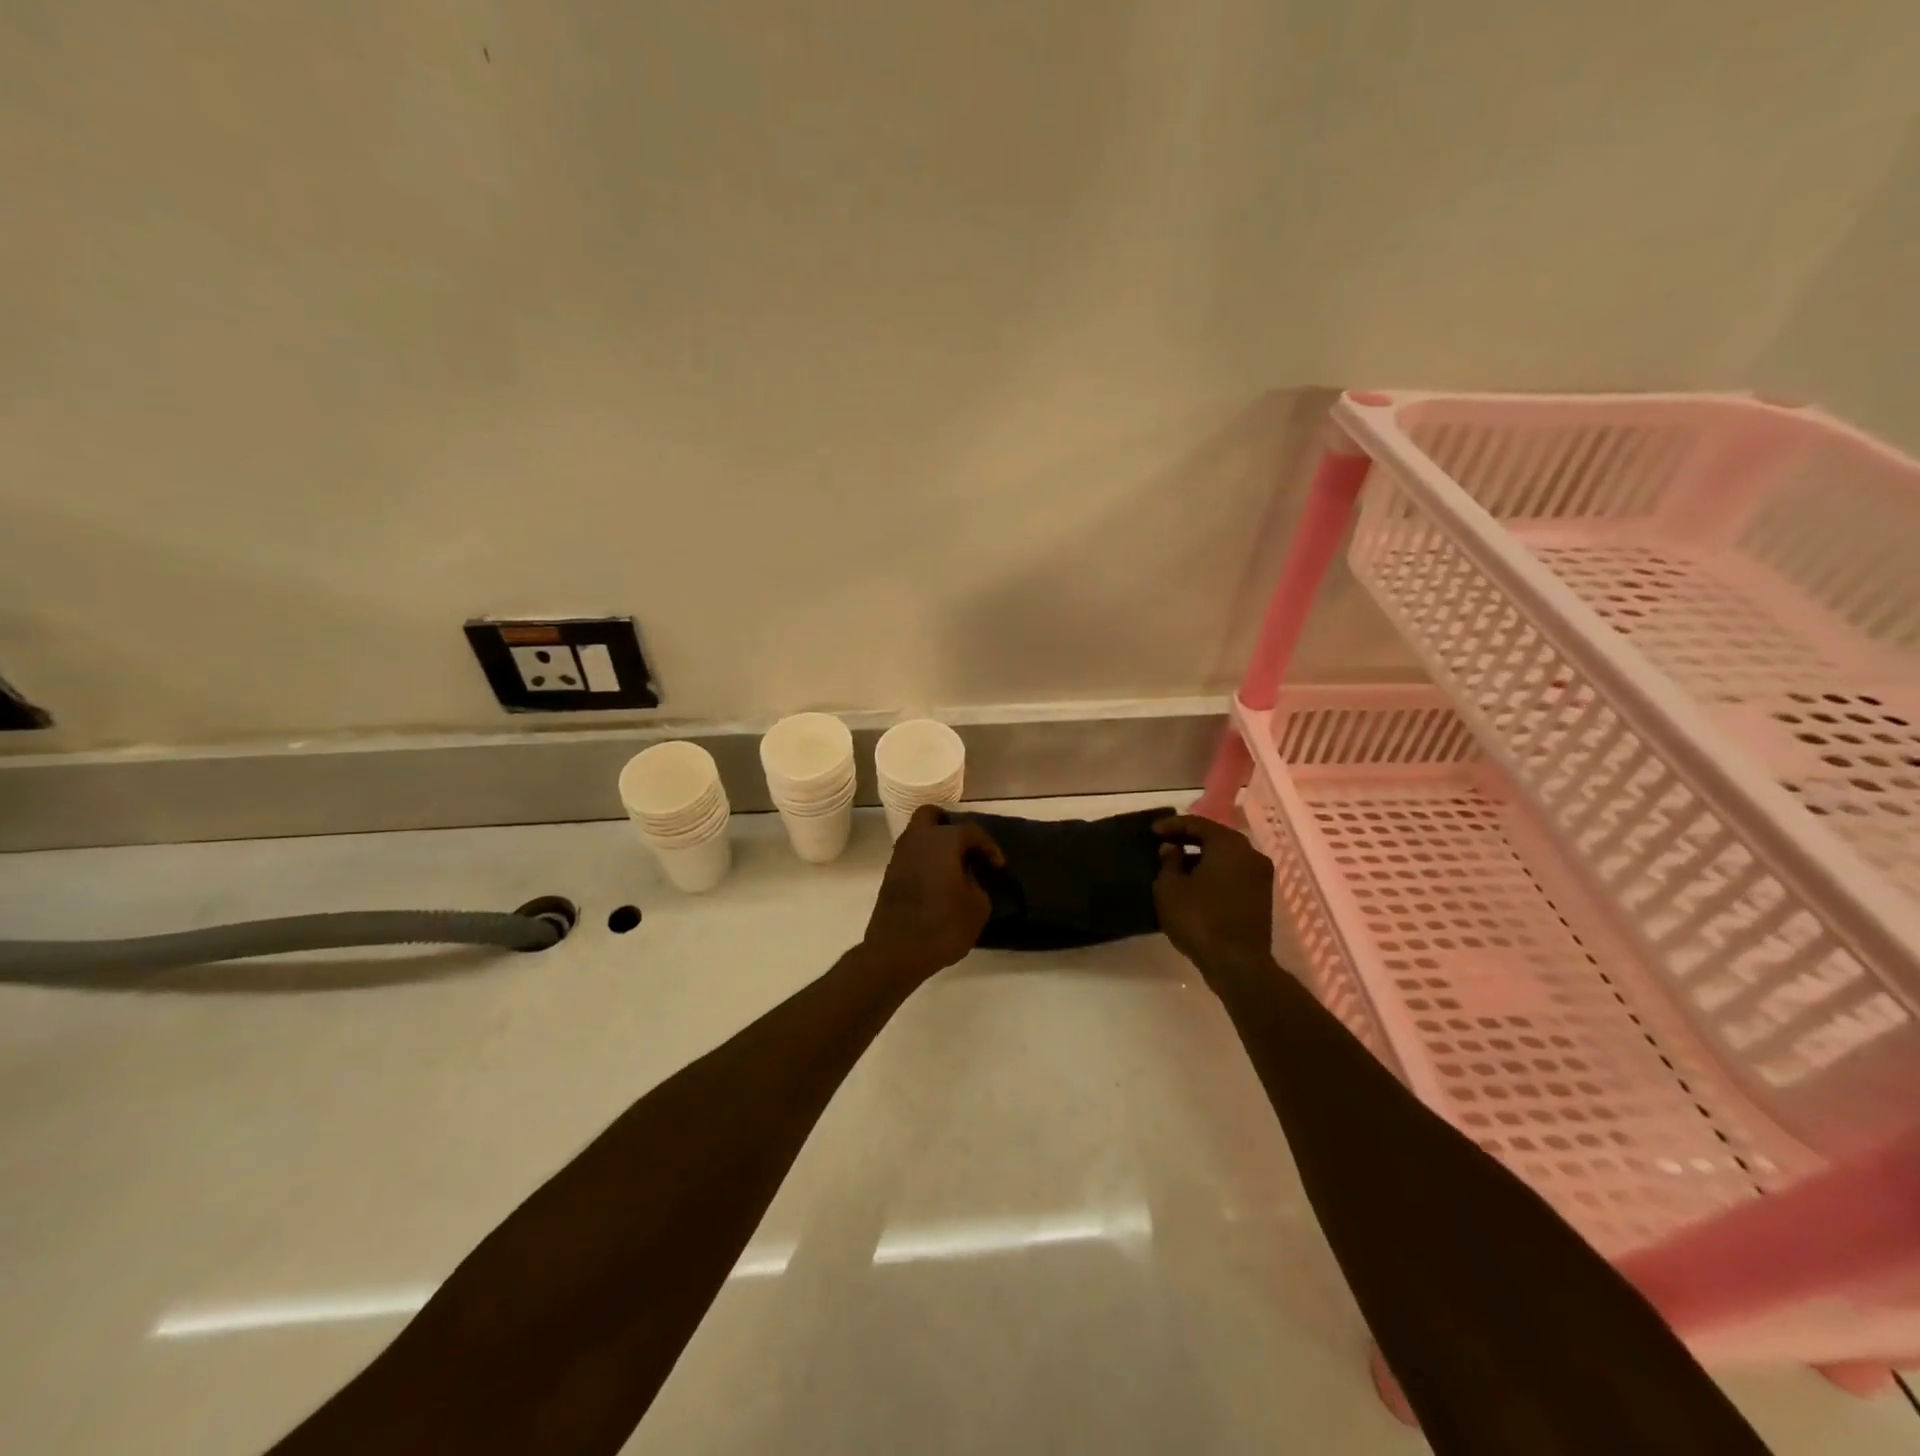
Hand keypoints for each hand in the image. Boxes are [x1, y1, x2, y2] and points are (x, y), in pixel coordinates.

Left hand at [862, 806, 1005, 979]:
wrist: (896, 951)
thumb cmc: (943, 925)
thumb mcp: (977, 907)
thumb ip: (977, 884)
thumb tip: (968, 877)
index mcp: (943, 841)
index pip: (971, 831)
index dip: (989, 847)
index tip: (998, 866)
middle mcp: (918, 840)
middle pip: (931, 815)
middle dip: (949, 824)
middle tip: (966, 847)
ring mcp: (900, 857)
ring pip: (917, 835)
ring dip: (935, 843)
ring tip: (954, 866)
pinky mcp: (890, 876)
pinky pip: (911, 855)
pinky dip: (924, 860)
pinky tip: (938, 881)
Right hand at [1152, 815, 1274, 978]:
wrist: (1237, 963)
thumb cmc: (1199, 918)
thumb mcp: (1169, 888)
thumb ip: (1168, 862)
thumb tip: (1171, 849)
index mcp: (1229, 844)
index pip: (1197, 824)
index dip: (1172, 825)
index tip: (1152, 831)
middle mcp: (1251, 854)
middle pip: (1215, 838)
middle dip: (1188, 840)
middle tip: (1164, 846)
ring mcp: (1260, 877)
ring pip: (1226, 858)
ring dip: (1201, 859)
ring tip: (1175, 868)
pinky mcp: (1262, 898)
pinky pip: (1233, 875)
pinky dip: (1214, 874)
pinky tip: (1194, 886)